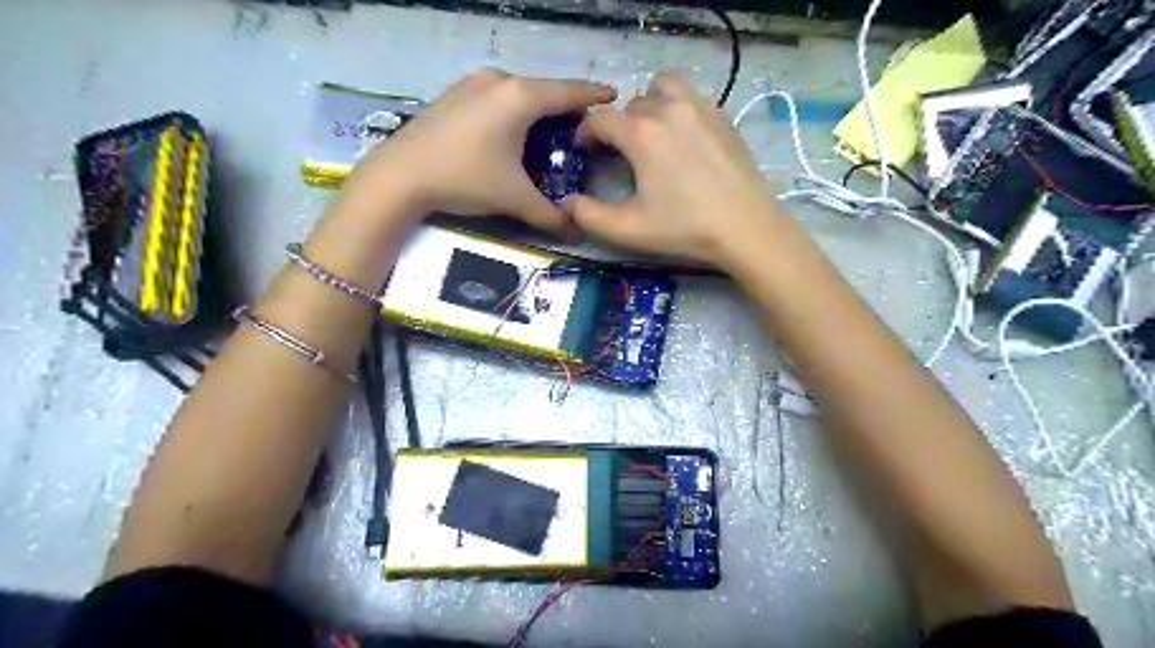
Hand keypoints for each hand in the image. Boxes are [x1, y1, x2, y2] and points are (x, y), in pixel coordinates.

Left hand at [345, 65, 612, 237]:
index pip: (569, 92)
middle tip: (582, 128)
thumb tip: (575, 231)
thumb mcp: (513, 198)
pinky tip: (512, 132)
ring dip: (539, 109)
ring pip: (520, 93)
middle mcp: (500, 80)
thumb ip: (550, 215)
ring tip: (549, 131)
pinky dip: (514, 110)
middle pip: (545, 90)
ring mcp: (474, 83)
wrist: (399, 176)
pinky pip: (498, 96)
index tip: (615, 95)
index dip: (594, 95)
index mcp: (520, 98)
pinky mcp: (456, 93)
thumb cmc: (464, 179)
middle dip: (566, 107)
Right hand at [563, 70, 779, 267]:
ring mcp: (700, 108)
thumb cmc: (684, 229)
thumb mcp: (628, 229)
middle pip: (630, 104)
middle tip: (619, 153)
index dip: (585, 132)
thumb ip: (589, 216)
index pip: (601, 119)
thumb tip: (566, 202)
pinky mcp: (722, 116)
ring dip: (648, 104)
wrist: (745, 228)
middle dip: (618, 126)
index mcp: (642, 134)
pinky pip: (690, 97)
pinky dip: (677, 107)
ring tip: (650, 133)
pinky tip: (681, 138)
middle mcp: (669, 110)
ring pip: (662, 87)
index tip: (585, 150)